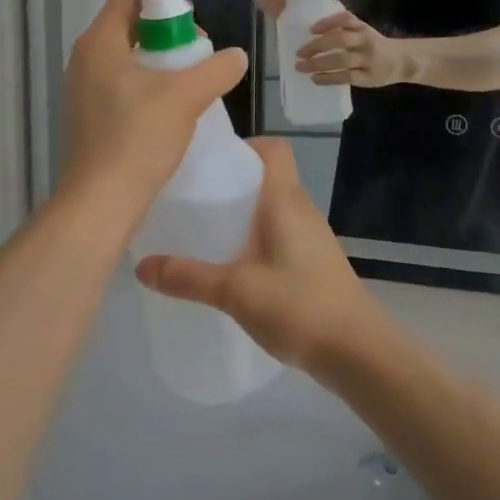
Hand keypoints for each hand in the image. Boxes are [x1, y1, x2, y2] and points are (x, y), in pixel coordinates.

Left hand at [62, 0, 247, 217]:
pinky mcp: (88, 117)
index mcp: (99, 43)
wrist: (102, 201)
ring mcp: (82, 91)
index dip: (160, 3)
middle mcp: (84, 61)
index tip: (191, 24)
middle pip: (126, 28)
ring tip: (188, 82)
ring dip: (157, 64)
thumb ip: (216, 70)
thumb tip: (237, 56)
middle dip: (164, 35)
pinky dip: (144, 87)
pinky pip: (118, 86)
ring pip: (124, 60)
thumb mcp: (186, 97)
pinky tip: (170, 110)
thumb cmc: (139, 137)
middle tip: (196, 53)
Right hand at [135, 140, 383, 370]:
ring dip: (243, 213)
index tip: (209, 162)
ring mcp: (311, 237)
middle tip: (193, 196)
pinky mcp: (313, 263)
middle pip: (267, 177)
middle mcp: (301, 209)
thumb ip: (188, 277)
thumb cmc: (299, 305)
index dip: (244, 146)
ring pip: (272, 208)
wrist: (359, 353)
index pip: (273, 149)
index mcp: (285, 199)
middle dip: (231, 182)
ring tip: (204, 229)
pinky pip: (279, 235)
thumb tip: (141, 266)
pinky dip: (255, 239)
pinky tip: (232, 265)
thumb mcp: (235, 291)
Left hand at [296, 10, 411, 87]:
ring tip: (301, 66)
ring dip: (318, 63)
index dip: (327, 23)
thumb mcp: (363, 31)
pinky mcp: (367, 77)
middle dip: (317, 45)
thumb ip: (344, 29)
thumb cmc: (375, 45)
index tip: (310, 29)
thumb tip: (312, 31)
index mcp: (362, 28)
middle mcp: (365, 41)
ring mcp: (367, 60)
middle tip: (299, 52)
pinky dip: (328, 78)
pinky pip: (346, 77)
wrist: (402, 61)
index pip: (345, 19)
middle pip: (340, 39)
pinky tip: (315, 79)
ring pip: (341, 60)